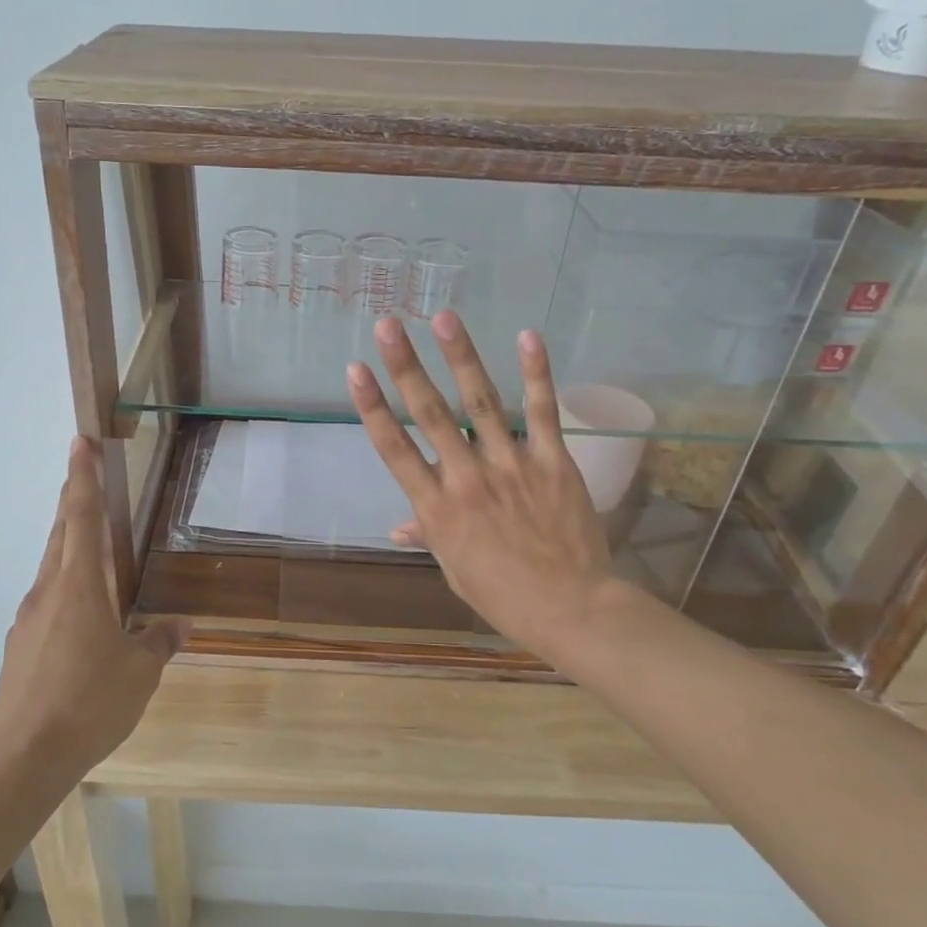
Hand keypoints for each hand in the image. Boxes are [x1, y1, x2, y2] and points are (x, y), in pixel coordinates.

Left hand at [0, 438, 187, 780]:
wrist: (23, 758)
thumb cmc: (89, 703)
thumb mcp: (140, 673)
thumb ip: (160, 642)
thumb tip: (180, 625)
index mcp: (79, 586)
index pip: (82, 517)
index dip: (82, 477)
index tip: (79, 442)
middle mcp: (48, 592)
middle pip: (60, 533)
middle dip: (72, 500)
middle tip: (83, 474)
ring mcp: (28, 619)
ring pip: (51, 566)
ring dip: (68, 543)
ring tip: (90, 543)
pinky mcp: (19, 646)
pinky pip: (46, 600)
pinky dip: (64, 587)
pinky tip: (81, 616)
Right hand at [346, 313, 621, 662]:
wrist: (571, 608)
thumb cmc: (503, 594)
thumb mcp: (454, 568)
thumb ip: (427, 535)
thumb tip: (396, 526)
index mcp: (436, 508)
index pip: (394, 448)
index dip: (372, 406)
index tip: (355, 369)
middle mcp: (466, 478)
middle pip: (430, 413)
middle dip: (406, 366)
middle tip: (388, 325)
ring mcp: (511, 465)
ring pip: (480, 402)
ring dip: (461, 356)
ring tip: (444, 318)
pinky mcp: (552, 461)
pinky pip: (541, 412)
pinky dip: (536, 373)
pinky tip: (527, 336)